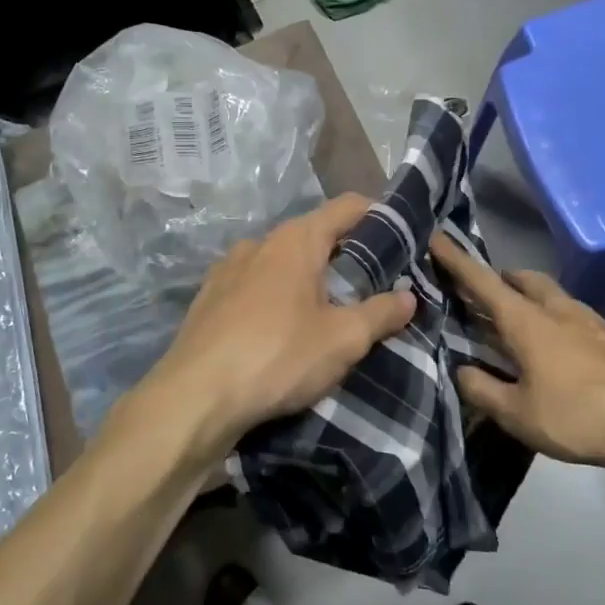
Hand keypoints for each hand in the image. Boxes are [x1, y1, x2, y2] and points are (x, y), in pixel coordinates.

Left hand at [139, 194, 414, 464]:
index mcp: (296, 239)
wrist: (195, 397)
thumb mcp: (343, 339)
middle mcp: (260, 242)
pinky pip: (256, 287)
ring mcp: (228, 269)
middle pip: (315, 235)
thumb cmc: (278, 356)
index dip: (379, 217)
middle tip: (374, 288)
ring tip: (329, 313)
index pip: (348, 207)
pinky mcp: (209, 298)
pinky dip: (277, 298)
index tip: (403, 241)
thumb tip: (409, 296)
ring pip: (282, 263)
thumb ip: (381, 313)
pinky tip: (283, 331)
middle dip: (346, 257)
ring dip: (309, 280)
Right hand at [431, 235, 604, 497]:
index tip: (437, 238)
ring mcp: (590, 321)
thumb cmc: (577, 415)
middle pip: (523, 280)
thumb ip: (482, 390)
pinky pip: (574, 315)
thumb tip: (462, 371)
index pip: (482, 282)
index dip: (456, 261)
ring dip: (530, 298)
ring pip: (552, 295)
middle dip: (500, 279)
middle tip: (483, 293)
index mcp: (526, 321)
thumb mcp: (517, 413)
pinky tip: (558, 347)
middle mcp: (557, 310)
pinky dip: (555, 319)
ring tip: (519, 321)